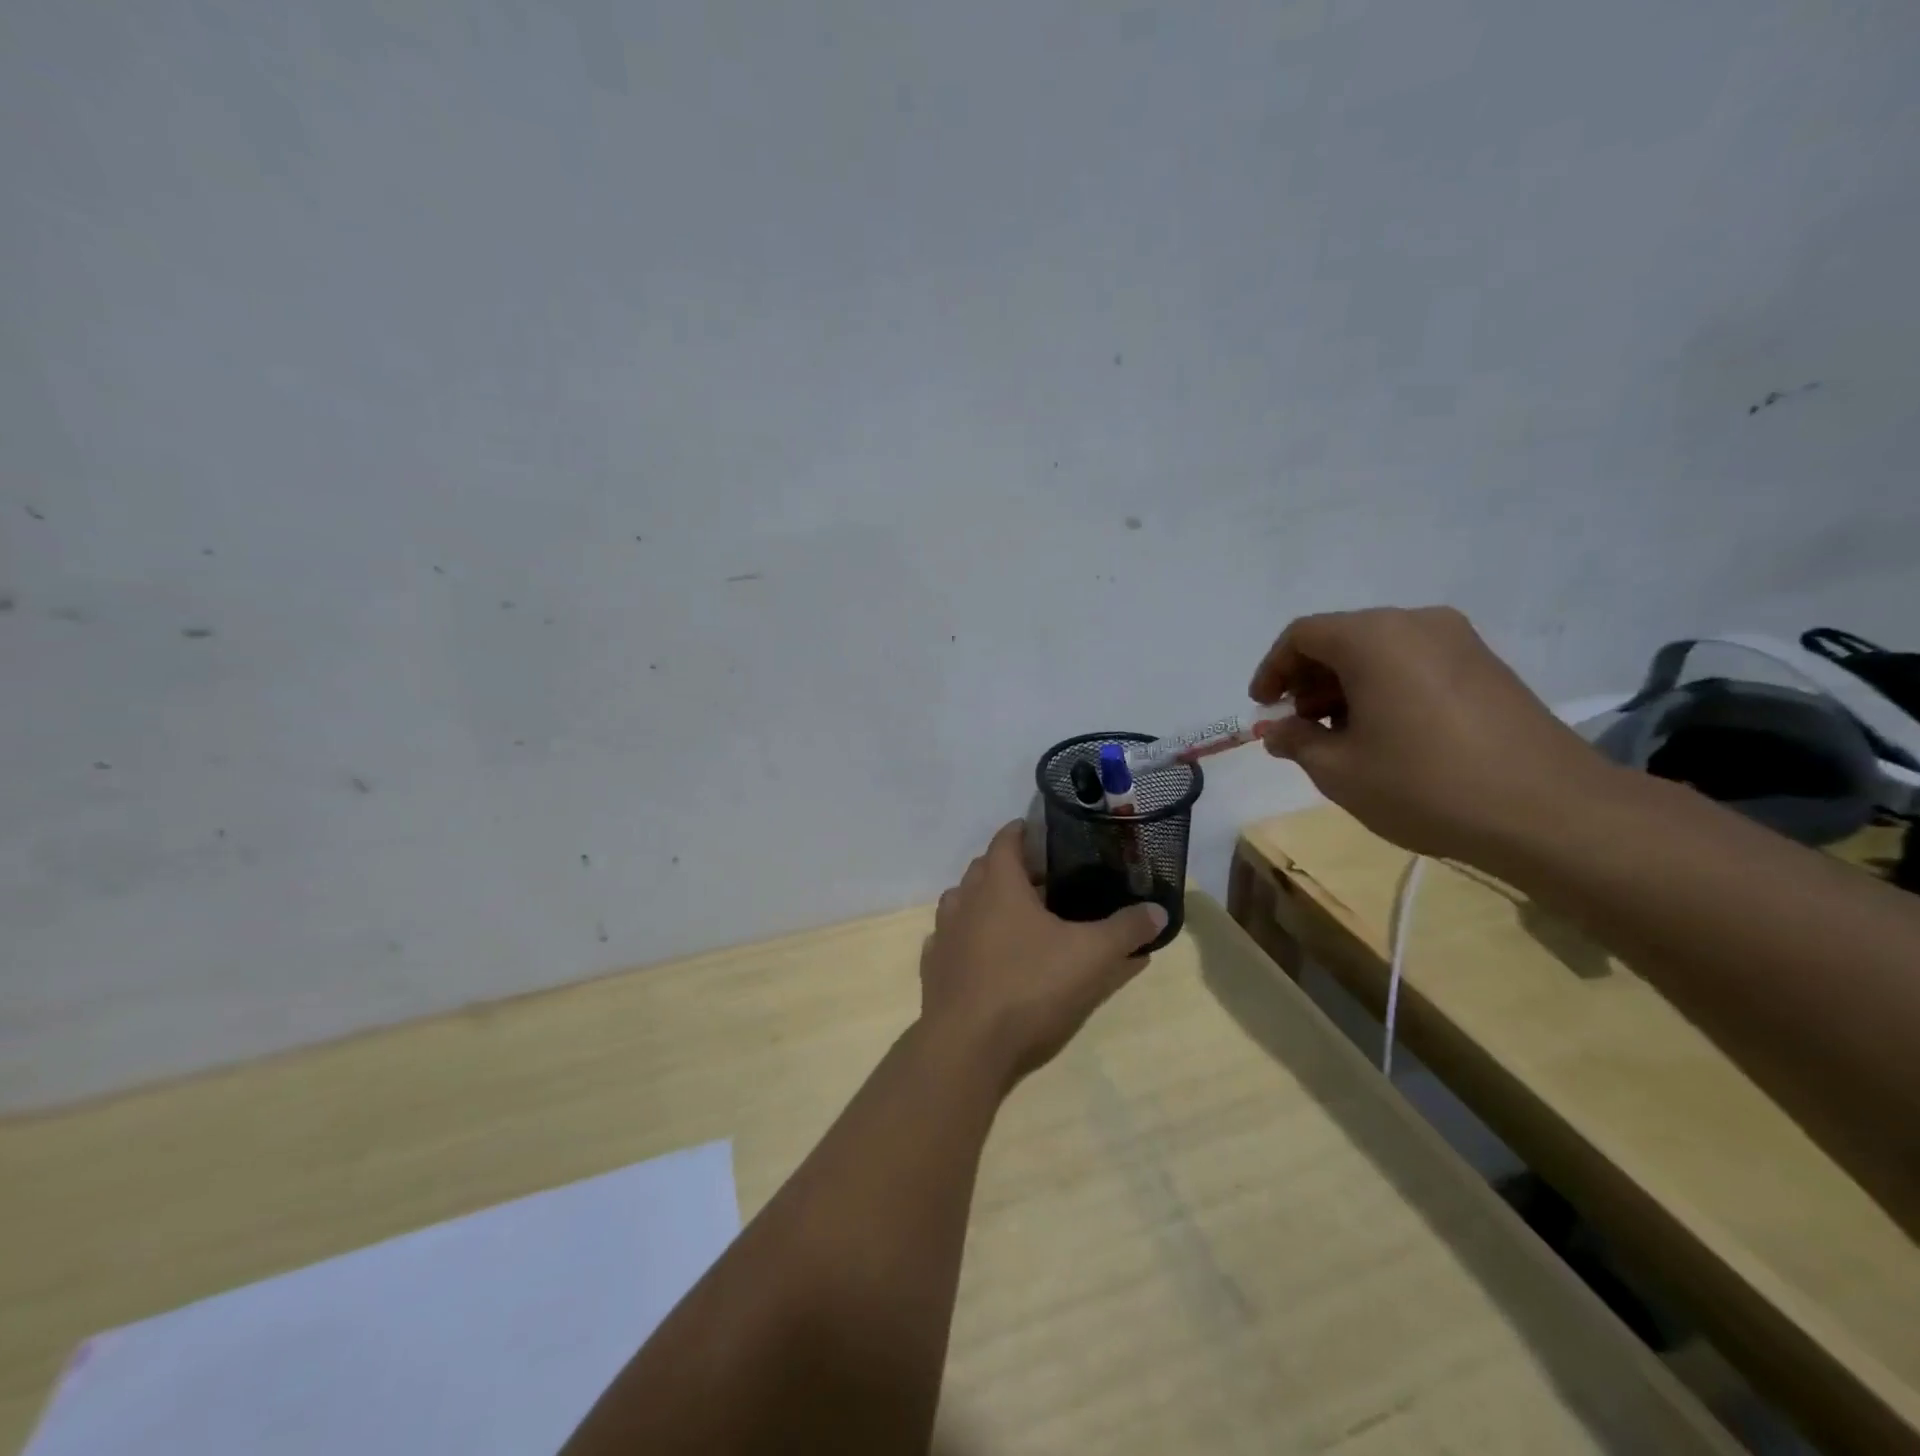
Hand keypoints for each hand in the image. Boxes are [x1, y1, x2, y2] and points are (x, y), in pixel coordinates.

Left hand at [920, 823, 1166, 1085]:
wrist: (967, 1046)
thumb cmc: (1029, 986)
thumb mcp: (1091, 956)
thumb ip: (1126, 930)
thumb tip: (1158, 910)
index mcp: (998, 884)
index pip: (1007, 839)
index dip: (1024, 831)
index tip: (1046, 834)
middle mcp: (964, 899)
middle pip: (984, 869)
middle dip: (1011, 869)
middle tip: (1045, 881)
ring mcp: (944, 934)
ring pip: (964, 902)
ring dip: (987, 902)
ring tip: (1017, 918)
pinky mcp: (934, 968)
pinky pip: (952, 940)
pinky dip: (970, 939)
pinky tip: (989, 957)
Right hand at [1249, 606, 1614, 860]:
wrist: (1549, 811)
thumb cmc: (1425, 784)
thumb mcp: (1339, 771)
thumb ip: (1297, 742)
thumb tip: (1278, 730)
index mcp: (1373, 638)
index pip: (1303, 635)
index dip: (1272, 669)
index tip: (1263, 707)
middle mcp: (1416, 623)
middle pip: (1342, 637)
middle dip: (1309, 680)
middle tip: (1298, 726)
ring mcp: (1459, 642)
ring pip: (1380, 651)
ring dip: (1346, 686)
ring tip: (1339, 736)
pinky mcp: (1487, 666)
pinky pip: (1415, 663)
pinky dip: (1384, 688)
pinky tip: (1385, 734)